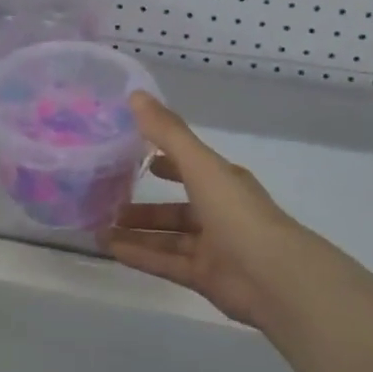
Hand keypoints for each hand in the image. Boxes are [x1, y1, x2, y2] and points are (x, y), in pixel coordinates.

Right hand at [102, 93, 322, 331]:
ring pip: (167, 237)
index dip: (164, 160)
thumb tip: (135, 94)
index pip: (190, 167)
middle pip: (175, 208)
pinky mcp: (204, 277)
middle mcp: (219, 213)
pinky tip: (110, 251)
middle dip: (143, 206)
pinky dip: (140, 256)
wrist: (273, 276)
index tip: (131, 156)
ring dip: (136, 232)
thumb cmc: (237, 212)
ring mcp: (212, 248)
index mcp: (223, 183)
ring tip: (99, 228)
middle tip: (106, 201)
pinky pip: (166, 262)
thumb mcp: (200, 165)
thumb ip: (168, 133)